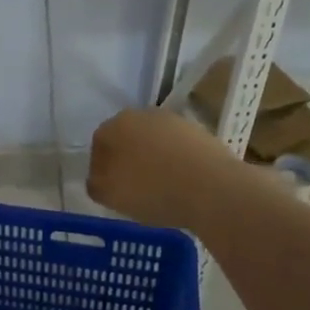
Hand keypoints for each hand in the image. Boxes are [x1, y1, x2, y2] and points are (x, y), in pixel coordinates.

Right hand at [86, 107, 236, 230]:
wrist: (213, 189)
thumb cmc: (153, 191)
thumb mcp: (110, 195)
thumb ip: (95, 184)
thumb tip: (97, 178)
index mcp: (115, 125)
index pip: (99, 143)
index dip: (101, 168)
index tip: (110, 189)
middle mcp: (142, 114)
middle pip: (127, 138)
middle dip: (127, 160)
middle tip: (133, 188)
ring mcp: (174, 121)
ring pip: (154, 142)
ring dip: (153, 160)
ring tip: (160, 188)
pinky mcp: (199, 132)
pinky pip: (178, 149)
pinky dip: (176, 163)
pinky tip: (182, 184)